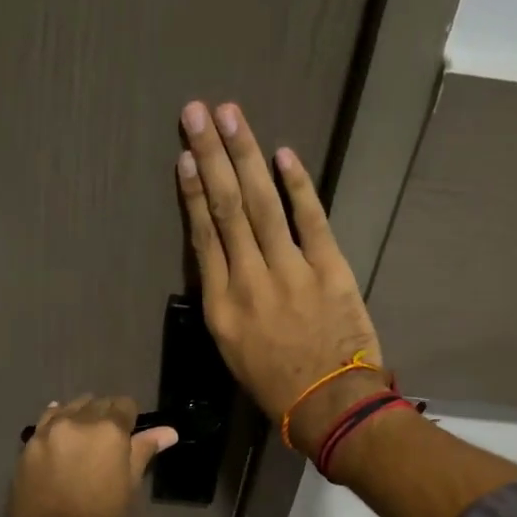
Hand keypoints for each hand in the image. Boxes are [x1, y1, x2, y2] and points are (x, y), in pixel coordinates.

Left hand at [0, 395, 177, 516]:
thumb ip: (143, 453)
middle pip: (97, 404)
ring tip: (85, 439)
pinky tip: (61, 433)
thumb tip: (168, 432)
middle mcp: (78, 421)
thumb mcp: (129, 490)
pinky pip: (46, 421)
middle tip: (109, 443)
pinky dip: (57, 421)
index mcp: (109, 431)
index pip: (125, 406)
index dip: (131, 419)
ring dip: (81, 416)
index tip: (131, 436)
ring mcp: (48, 431)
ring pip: (70, 408)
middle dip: (106, 416)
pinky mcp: (28, 445)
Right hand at [176, 100, 387, 455]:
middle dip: (211, 155)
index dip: (193, 192)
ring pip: (261, 204)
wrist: (330, 405)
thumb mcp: (234, 352)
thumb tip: (227, 261)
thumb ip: (228, 303)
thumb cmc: (277, 387)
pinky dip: (297, 184)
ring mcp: (289, 271)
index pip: (203, 237)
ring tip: (231, 115)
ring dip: (245, 155)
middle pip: (226, 209)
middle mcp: (248, 281)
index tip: (186, 156)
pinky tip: (282, 154)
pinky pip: (310, 218)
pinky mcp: (328, 268)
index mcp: (221, 307)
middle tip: (198, 112)